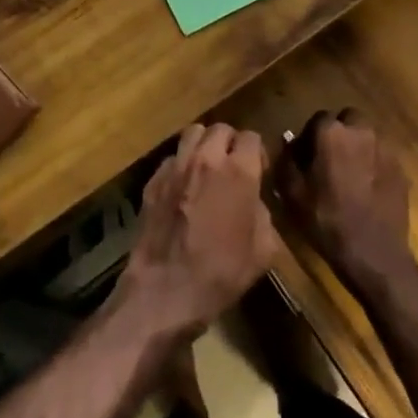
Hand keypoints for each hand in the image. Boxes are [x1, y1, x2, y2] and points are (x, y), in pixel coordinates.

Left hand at [116, 123, 277, 338]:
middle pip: (220, 129)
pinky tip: (183, 187)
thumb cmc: (222, 272)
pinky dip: (181, 165)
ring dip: (204, 145)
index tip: (259, 170)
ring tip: (207, 167)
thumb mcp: (264, 249)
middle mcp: (206, 159)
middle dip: (230, 142)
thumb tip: (253, 199)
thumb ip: (262, 212)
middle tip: (233, 165)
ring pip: (192, 134)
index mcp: (238, 171)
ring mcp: (176, 167)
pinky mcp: (153, 180)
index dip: (258, 152)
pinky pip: (172, 158)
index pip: (252, 138)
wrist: (167, 288)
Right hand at [275, 109, 415, 291]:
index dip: (310, 136)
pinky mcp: (402, 168)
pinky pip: (382, 156)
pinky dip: (373, 164)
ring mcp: (386, 149)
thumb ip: (286, 160)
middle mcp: (361, 131)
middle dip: (338, 134)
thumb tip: (288, 143)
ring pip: (367, 136)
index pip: (318, 119)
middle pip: (347, 120)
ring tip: (349, 174)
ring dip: (357, 147)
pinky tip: (367, 188)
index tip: (306, 156)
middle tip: (329, 160)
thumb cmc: (326, 221)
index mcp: (332, 133)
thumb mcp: (292, 193)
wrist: (374, 254)